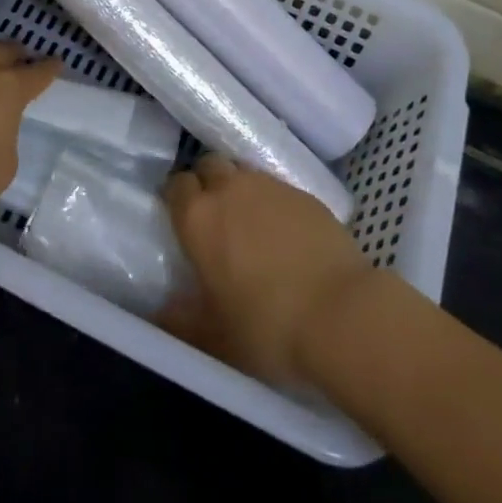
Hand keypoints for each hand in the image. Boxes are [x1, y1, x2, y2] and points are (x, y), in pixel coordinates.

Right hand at [159, 154, 370, 385]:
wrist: (340, 312)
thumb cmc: (267, 327)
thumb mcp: (216, 337)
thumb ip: (182, 321)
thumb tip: (161, 314)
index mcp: (198, 218)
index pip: (176, 185)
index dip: (178, 199)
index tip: (184, 221)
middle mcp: (230, 189)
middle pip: (209, 165)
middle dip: (208, 183)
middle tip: (216, 217)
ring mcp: (270, 186)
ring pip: (244, 172)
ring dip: (240, 189)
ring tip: (251, 223)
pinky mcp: (304, 192)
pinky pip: (278, 187)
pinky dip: (274, 202)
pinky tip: (286, 233)